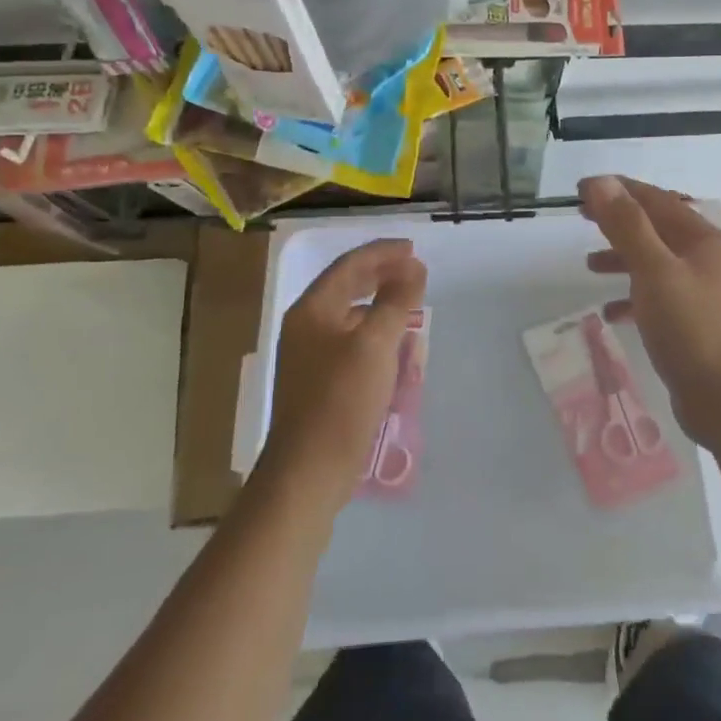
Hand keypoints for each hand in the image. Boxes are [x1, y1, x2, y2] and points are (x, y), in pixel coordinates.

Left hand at [259, 238, 427, 509]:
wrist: (308, 470)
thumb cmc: (341, 401)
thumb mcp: (375, 344)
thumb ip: (396, 301)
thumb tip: (414, 268)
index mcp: (313, 310)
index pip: (349, 266)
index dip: (383, 253)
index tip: (414, 249)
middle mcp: (306, 326)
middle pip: (346, 287)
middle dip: (381, 275)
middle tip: (414, 270)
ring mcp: (310, 356)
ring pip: (350, 316)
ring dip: (380, 304)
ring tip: (409, 303)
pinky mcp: (319, 382)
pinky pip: (351, 343)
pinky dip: (375, 334)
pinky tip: (395, 347)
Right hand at [580, 175, 720, 450]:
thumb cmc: (692, 328)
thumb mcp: (654, 270)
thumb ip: (627, 226)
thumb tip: (601, 183)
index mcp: (702, 239)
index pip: (656, 200)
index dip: (618, 190)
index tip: (580, 189)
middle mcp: (705, 259)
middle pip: (656, 228)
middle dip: (619, 221)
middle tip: (581, 217)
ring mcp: (700, 292)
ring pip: (654, 262)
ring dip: (622, 257)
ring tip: (588, 264)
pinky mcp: (691, 323)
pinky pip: (655, 297)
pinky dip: (631, 297)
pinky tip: (610, 311)